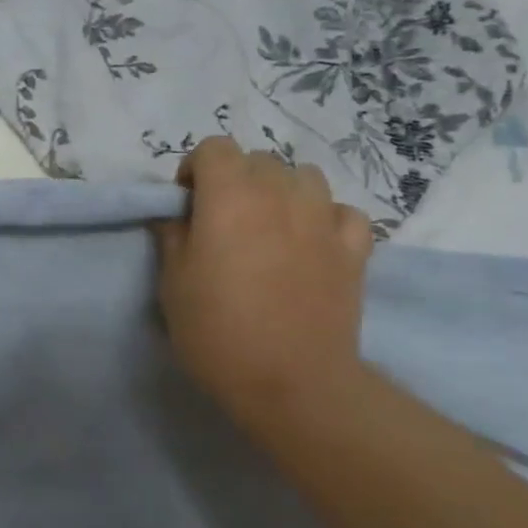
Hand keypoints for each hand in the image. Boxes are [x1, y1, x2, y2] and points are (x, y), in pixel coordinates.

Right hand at [155, 136, 374, 428]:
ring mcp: (324, 218)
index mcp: (230, 197)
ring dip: (281, 191)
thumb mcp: (172, 283)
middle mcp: (281, 194)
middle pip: (258, 159)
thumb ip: (172, 236)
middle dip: (236, 179)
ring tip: (268, 227)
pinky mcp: (355, 248)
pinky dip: (323, 217)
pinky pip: (341, 211)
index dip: (195, 170)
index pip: (214, 147)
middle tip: (223, 222)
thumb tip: (175, 214)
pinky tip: (311, 243)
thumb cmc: (216, 330)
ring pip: (304, 176)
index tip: (187, 205)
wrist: (290, 380)